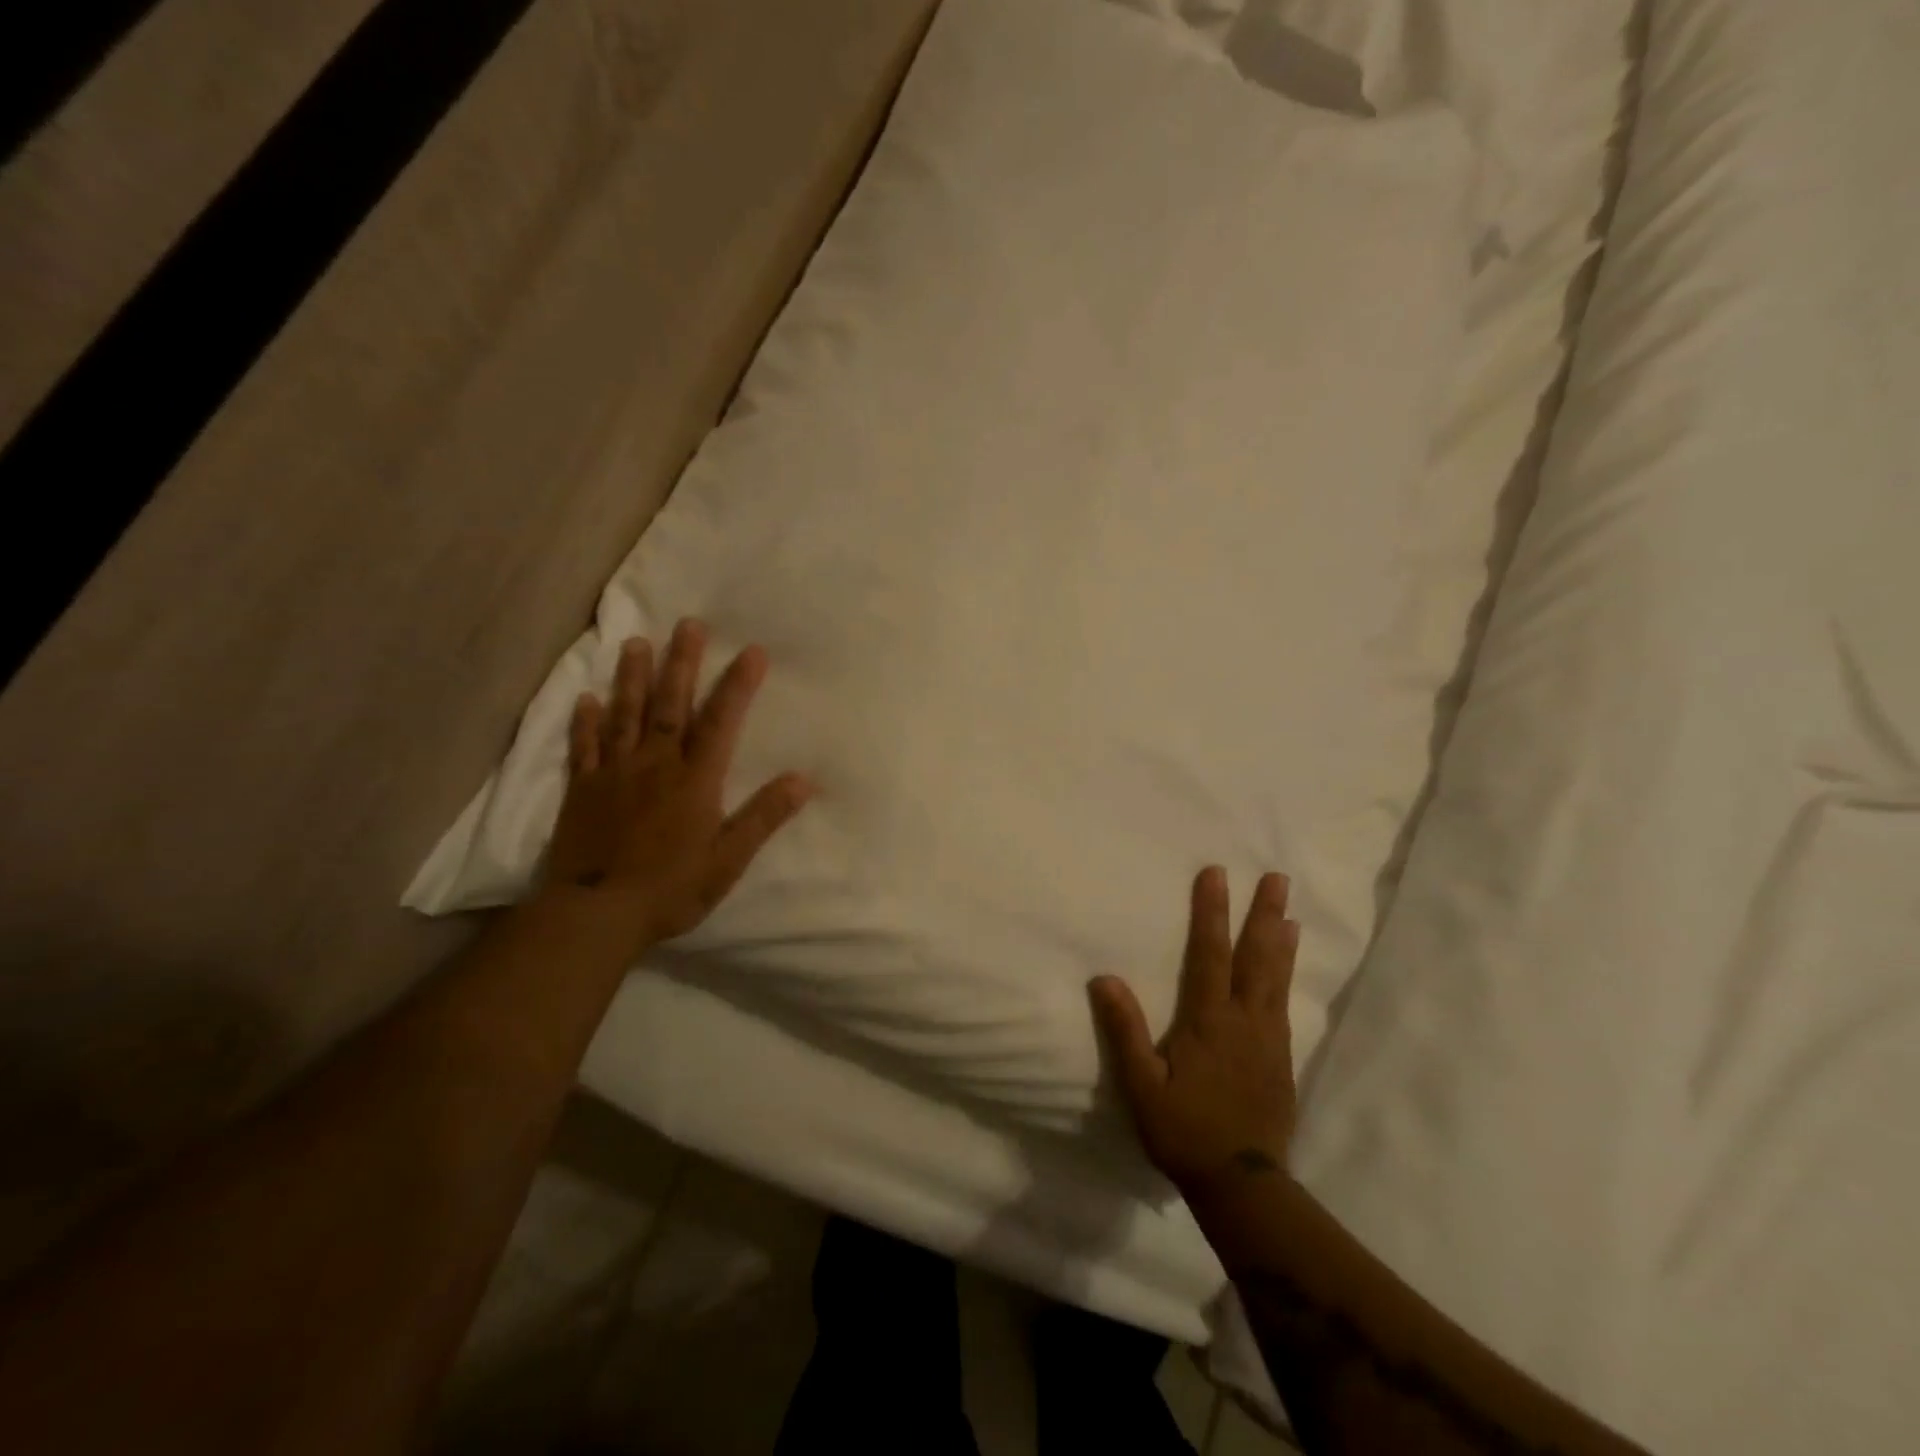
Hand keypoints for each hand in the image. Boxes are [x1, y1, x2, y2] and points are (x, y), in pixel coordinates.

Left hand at [542, 618, 812, 951]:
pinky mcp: (582, 790)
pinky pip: (583, 748)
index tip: (752, 651)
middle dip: (682, 663)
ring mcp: (614, 774)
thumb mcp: (729, 859)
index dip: (737, 685)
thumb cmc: (671, 888)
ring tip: (635, 643)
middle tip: (688, 624)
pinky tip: (584, 700)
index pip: (721, 722)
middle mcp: (655, 765)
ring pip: (624, 715)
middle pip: (669, 705)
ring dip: (631, 678)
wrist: (596, 914)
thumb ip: (764, 817)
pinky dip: (584, 722)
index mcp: (694, 780)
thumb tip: (804, 780)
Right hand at [1090, 867, 1299, 1194]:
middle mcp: (1244, 1020)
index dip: (1211, 912)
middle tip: (1277, 878)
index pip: (1209, 954)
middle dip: (1262, 914)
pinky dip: (1287, 977)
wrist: (1241, 1183)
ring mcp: (1268, 1040)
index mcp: (1208, 1021)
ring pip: (1276, 979)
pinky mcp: (1282, 1060)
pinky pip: (1284, 1005)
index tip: (1216, 874)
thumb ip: (1125, 1031)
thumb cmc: (1184, 1131)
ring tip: (1290, 911)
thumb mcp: (1142, 1086)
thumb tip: (1104, 978)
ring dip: (1281, 940)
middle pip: (1255, 958)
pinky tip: (1286, 969)